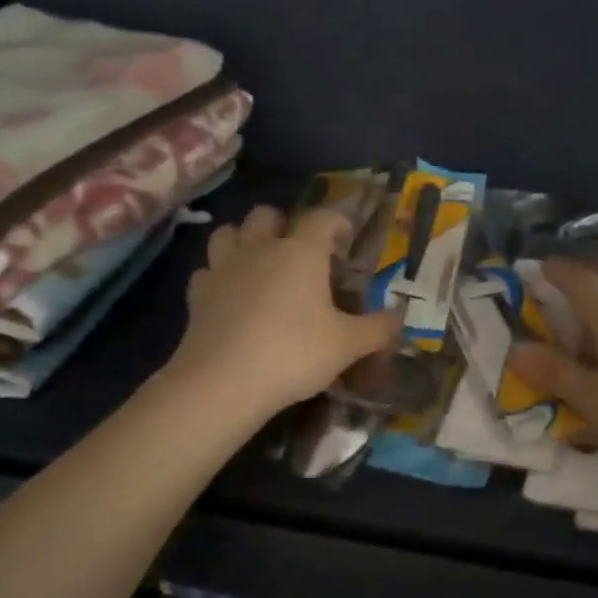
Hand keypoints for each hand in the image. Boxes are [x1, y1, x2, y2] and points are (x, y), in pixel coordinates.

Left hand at [170, 205, 401, 419]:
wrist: (223, 382)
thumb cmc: (294, 353)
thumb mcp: (348, 345)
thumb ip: (378, 329)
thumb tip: (401, 318)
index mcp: (301, 252)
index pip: (322, 218)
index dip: (337, 221)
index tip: (346, 235)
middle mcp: (260, 249)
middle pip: (266, 215)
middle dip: (283, 223)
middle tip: (299, 249)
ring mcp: (223, 268)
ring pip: (228, 233)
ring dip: (243, 239)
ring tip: (258, 261)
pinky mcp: (197, 294)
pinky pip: (207, 271)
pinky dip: (219, 276)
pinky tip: (229, 294)